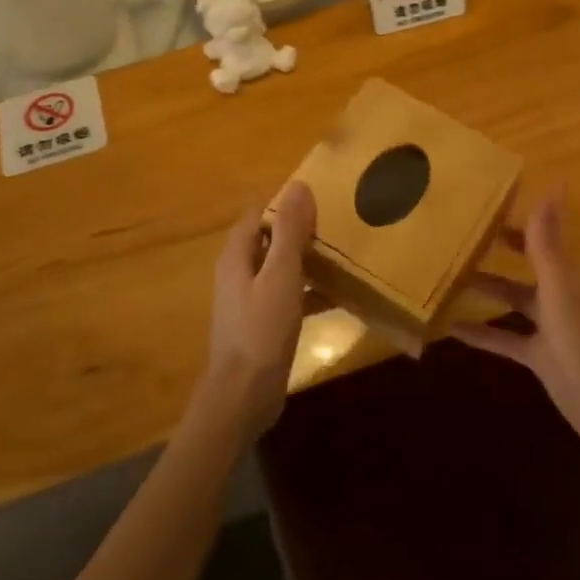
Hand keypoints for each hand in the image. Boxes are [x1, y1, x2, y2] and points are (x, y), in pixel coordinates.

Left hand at [200, 183, 316, 438]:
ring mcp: (250, 300)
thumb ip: (290, 232)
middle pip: (269, 239)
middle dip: (300, 230)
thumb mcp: (281, 275)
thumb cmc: (262, 329)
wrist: (244, 394)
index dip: (285, 202)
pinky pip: (289, 296)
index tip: (319, 197)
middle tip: (337, 222)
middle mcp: (239, 273)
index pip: (258, 214)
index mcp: (237, 256)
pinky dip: (309, 291)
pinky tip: (338, 296)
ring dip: (307, 260)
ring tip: (342, 253)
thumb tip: (299, 186)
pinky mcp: (263, 323)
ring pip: (281, 268)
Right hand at [454, 192, 579, 462]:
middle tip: (464, 235)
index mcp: (565, 274)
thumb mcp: (558, 285)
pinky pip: (503, 338)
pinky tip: (451, 328)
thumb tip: (554, 186)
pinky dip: (480, 333)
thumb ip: (547, 240)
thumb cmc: (578, 337)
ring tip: (451, 277)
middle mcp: (556, 294)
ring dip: (486, 288)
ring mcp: (547, 326)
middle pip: (526, 264)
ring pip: (512, 299)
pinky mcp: (537, 355)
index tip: (489, 203)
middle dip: (500, 250)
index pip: (541, 236)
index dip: (519, 220)